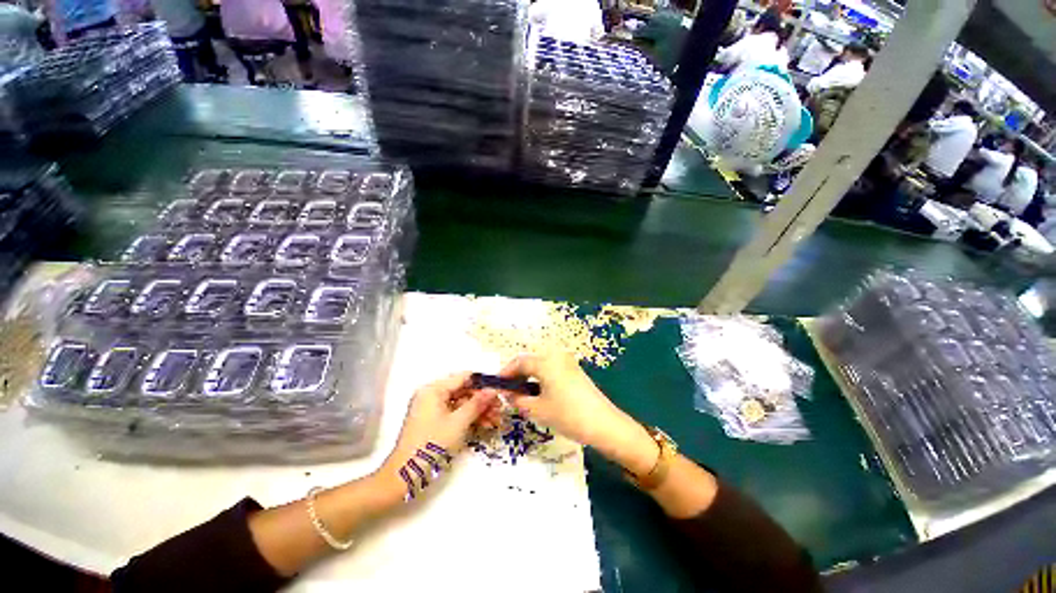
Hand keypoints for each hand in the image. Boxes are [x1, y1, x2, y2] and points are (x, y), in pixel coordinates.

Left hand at [376, 373, 499, 500]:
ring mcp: (432, 408)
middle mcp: (432, 394)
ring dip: (478, 410)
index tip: (499, 389)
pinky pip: (455, 413)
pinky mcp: (434, 421)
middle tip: (500, 407)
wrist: (406, 475)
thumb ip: (477, 403)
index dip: (482, 382)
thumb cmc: (431, 444)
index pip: (463, 377)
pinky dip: (469, 418)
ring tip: (496, 419)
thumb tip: (494, 390)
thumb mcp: (458, 422)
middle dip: (482, 399)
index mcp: (434, 389)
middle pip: (463, 390)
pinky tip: (485, 424)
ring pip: (461, 403)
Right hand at [498, 355, 657, 475]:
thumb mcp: (537, 409)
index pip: (519, 361)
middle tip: (508, 389)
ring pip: (541, 363)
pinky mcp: (575, 370)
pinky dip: (541, 376)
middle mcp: (556, 355)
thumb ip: (518, 399)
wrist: (604, 424)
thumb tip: (507, 393)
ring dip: (529, 374)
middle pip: (530, 359)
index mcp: (545, 361)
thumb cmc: (567, 415)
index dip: (505, 372)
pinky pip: (552, 367)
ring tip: (521, 392)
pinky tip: (539, 391)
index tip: (497, 385)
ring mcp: (568, 362)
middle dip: (517, 372)